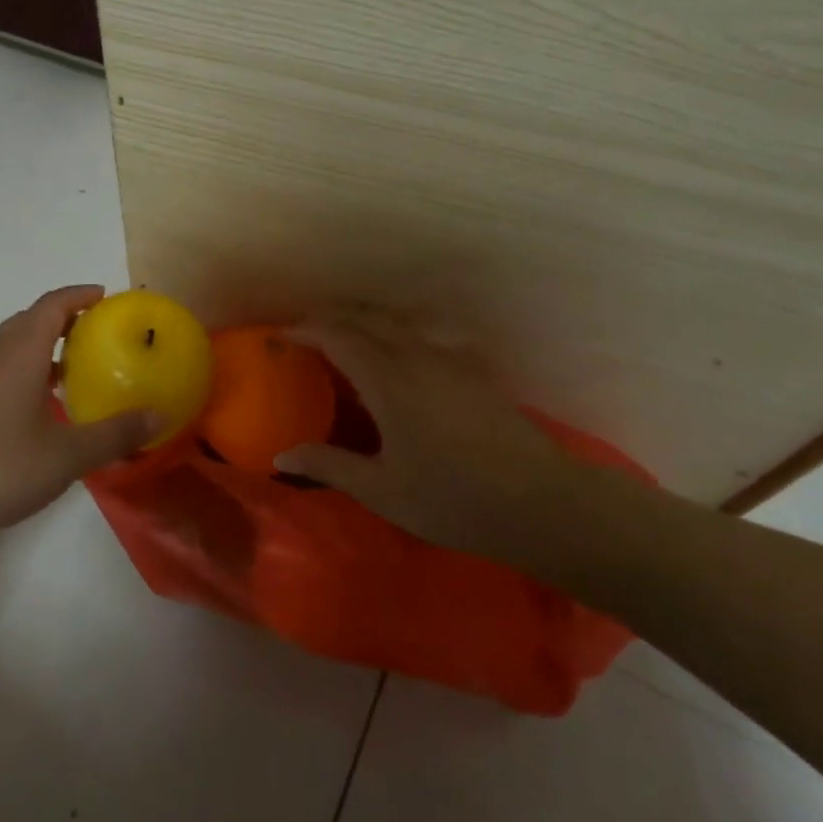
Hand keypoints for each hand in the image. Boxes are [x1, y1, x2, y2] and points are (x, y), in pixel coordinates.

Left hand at [0, 285, 158, 552]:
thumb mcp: (66, 456)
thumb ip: (115, 434)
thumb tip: (160, 415)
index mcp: (19, 353)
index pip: (53, 304)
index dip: (81, 295)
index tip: (108, 297)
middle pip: (31, 320)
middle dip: (65, 318)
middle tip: (100, 334)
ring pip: (12, 346)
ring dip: (44, 346)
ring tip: (75, 370)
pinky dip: (25, 370)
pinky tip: (39, 408)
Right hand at [273, 314, 584, 571]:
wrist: (541, 502)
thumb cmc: (454, 500)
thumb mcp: (383, 490)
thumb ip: (330, 466)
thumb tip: (282, 456)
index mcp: (387, 380)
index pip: (338, 337)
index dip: (306, 330)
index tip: (282, 336)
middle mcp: (415, 356)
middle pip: (366, 320)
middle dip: (331, 319)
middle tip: (306, 334)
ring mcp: (449, 359)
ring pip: (396, 325)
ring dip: (363, 323)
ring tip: (345, 340)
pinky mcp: (473, 370)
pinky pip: (422, 337)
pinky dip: (395, 336)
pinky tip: (399, 359)